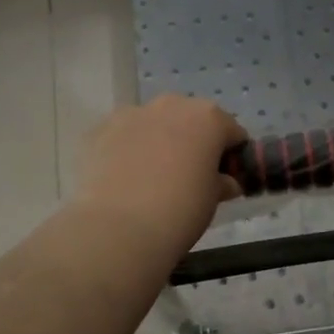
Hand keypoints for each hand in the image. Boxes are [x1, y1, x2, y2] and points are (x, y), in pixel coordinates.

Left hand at [74, 95, 246, 250]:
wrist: (118, 228)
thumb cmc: (181, 209)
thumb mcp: (214, 198)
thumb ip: (223, 182)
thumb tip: (226, 182)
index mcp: (208, 117)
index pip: (232, 132)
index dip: (233, 156)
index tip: (227, 179)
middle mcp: (171, 105)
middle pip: (191, 120)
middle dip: (194, 142)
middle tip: (190, 177)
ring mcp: (132, 114)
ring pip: (155, 124)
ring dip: (160, 142)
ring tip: (153, 178)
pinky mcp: (100, 130)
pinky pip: (125, 136)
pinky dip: (129, 150)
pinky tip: (127, 179)